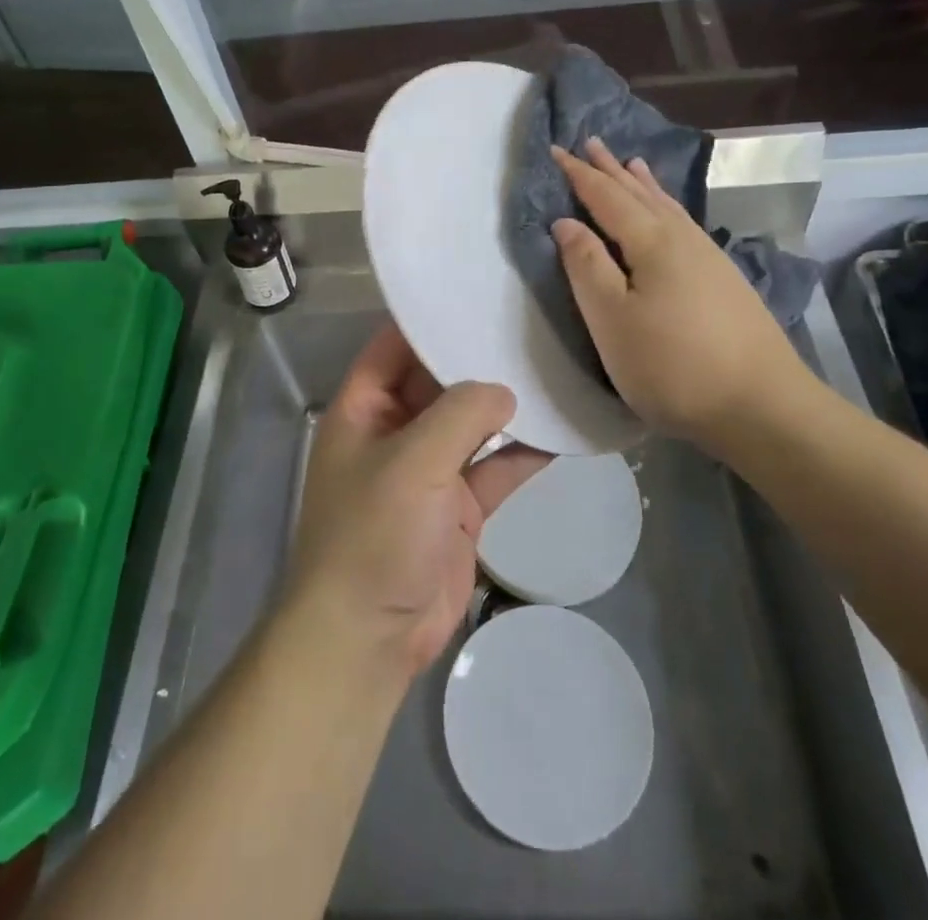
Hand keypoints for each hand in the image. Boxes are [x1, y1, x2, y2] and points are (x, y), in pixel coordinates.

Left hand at [286, 324, 543, 676]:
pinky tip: (563, 428)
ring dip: (507, 405)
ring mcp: (430, 470)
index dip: (429, 319)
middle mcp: (395, 431)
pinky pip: (496, 467)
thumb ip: (460, 415)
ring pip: (472, 423)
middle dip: (478, 358)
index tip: (476, 290)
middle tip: (530, 321)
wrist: (369, 638)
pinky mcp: (459, 507)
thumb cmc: (373, 535)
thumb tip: (505, 390)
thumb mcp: (412, 462)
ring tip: (554, 366)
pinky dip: (524, 451)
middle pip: (439, 381)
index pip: (395, 346)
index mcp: (364, 409)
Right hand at [549, 138, 809, 440]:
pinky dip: (666, 206)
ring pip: (667, 206)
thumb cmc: (673, 366)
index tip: (556, 150)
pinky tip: (670, 215)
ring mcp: (709, 257)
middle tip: (591, 142)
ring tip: (631, 163)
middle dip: (611, 169)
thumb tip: (565, 222)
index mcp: (652, 242)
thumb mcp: (612, 321)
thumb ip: (586, 267)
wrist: (764, 407)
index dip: (579, 174)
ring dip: (642, 183)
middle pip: (640, 193)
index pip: (606, 197)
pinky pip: (683, 222)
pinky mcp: (724, 279)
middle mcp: (682, 238)